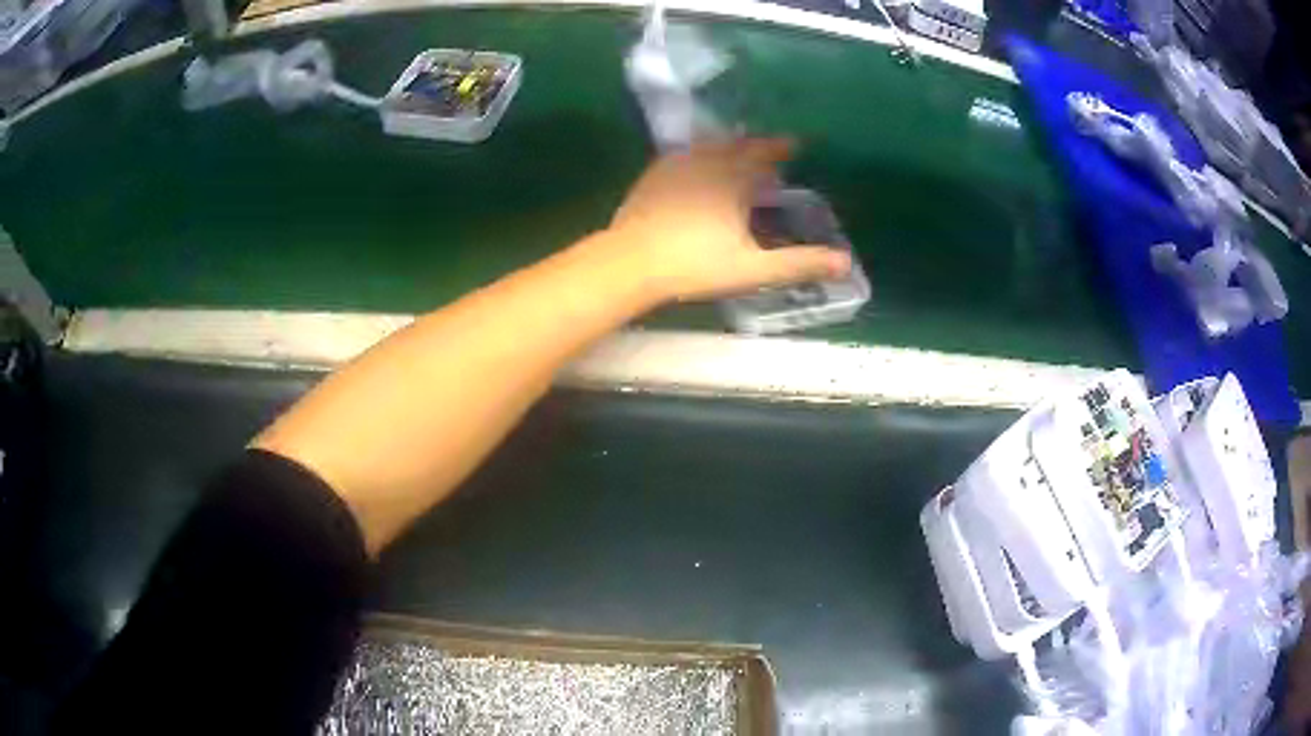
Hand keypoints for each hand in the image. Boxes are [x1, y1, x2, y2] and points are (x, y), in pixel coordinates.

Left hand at [605, 138, 852, 303]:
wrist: (630, 262)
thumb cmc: (694, 264)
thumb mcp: (752, 268)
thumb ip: (799, 264)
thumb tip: (845, 263)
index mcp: (733, 178)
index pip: (763, 154)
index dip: (780, 148)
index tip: (795, 144)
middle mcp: (705, 162)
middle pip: (736, 146)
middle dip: (756, 145)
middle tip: (770, 148)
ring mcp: (675, 166)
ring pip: (707, 147)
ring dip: (727, 146)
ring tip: (736, 151)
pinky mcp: (652, 177)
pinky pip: (682, 155)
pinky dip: (698, 155)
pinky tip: (694, 164)